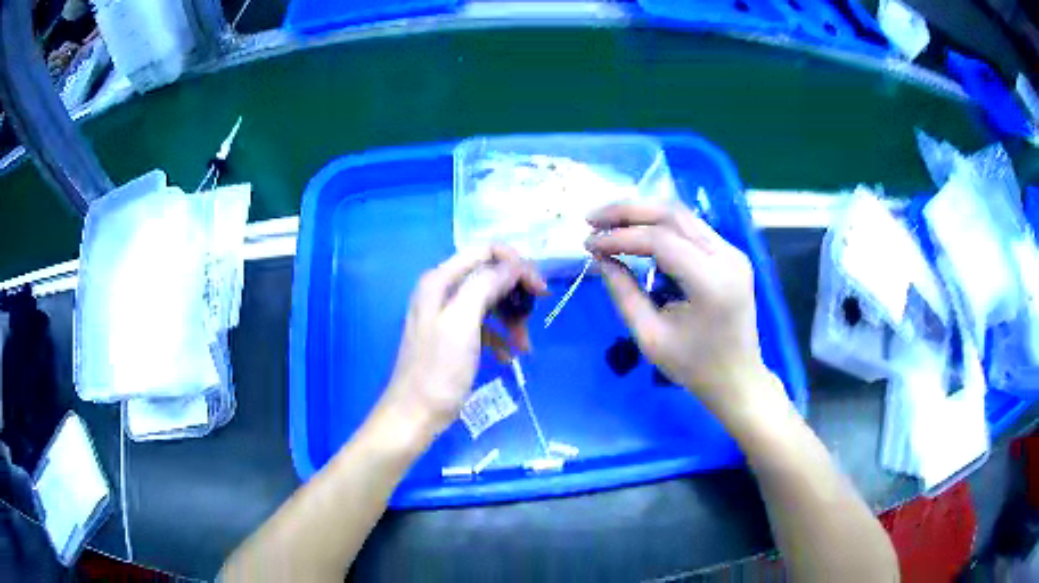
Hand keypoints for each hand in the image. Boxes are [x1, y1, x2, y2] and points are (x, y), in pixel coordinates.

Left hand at [381, 246, 546, 436]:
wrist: (415, 415)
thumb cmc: (438, 371)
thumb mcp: (462, 323)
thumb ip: (485, 285)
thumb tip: (514, 265)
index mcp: (440, 280)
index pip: (486, 251)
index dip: (516, 265)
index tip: (539, 290)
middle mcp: (442, 290)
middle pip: (490, 275)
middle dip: (516, 293)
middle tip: (535, 315)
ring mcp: (447, 315)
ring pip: (490, 302)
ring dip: (512, 319)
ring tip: (524, 346)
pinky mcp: (453, 337)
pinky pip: (484, 326)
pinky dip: (500, 337)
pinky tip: (509, 357)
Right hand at [585, 202, 785, 422]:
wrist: (738, 378)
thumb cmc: (695, 367)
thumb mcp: (651, 338)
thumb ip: (624, 294)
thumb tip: (601, 258)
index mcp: (712, 283)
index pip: (661, 240)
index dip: (621, 236)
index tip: (589, 243)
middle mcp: (727, 257)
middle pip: (673, 215)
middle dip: (628, 211)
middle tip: (592, 219)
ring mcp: (732, 252)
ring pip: (682, 215)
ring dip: (642, 213)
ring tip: (608, 221)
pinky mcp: (730, 254)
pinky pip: (691, 228)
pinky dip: (660, 225)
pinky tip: (636, 231)